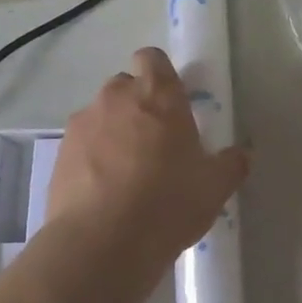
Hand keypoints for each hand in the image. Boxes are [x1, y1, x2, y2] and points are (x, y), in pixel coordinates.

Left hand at [48, 48, 249, 273]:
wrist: (100, 243)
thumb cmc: (168, 203)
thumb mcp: (215, 188)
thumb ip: (231, 164)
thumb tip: (242, 154)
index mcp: (158, 96)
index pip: (153, 59)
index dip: (161, 75)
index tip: (172, 101)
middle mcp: (116, 99)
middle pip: (125, 86)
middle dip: (138, 105)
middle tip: (156, 142)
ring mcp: (83, 125)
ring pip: (101, 115)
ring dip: (113, 132)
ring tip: (127, 172)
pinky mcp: (59, 154)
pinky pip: (81, 145)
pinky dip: (92, 158)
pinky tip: (104, 191)